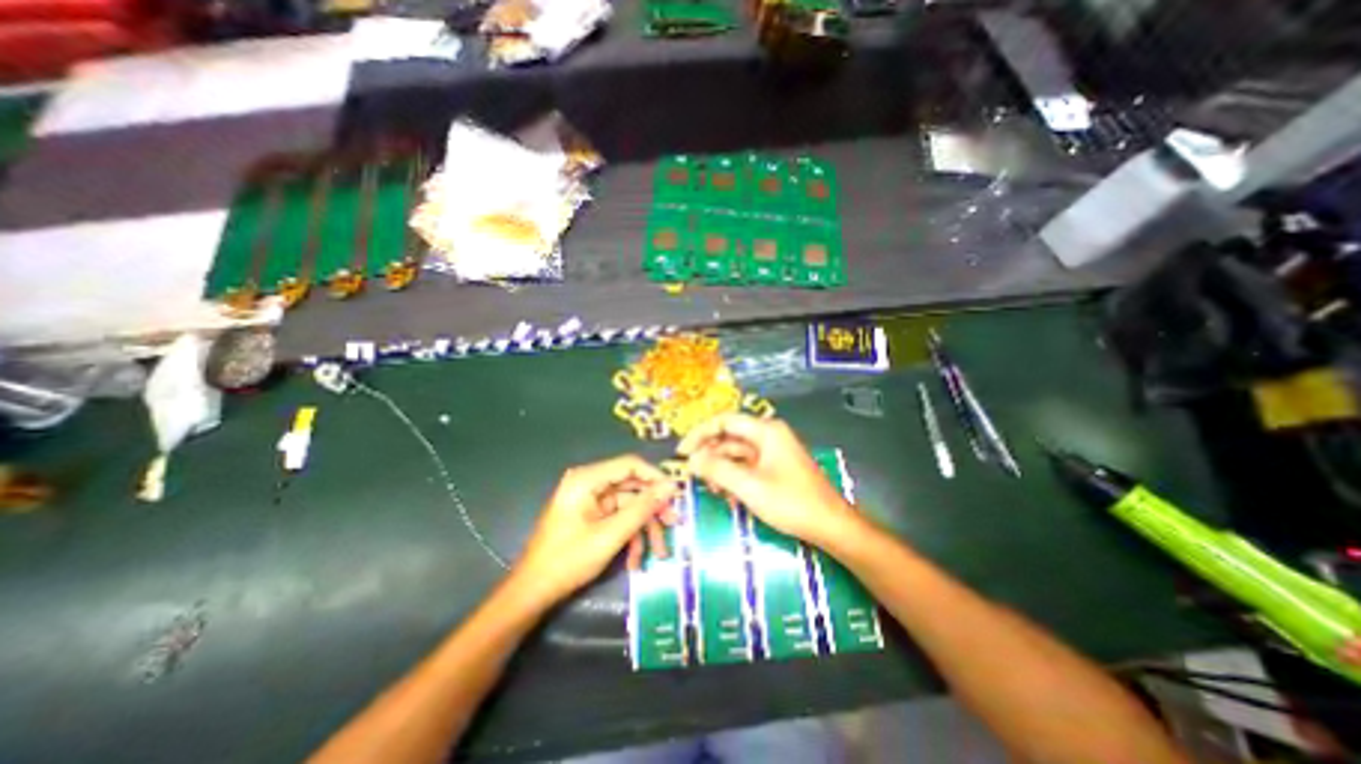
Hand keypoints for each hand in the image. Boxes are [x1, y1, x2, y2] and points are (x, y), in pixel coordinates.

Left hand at [512, 453, 678, 607]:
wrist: (532, 592)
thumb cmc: (568, 560)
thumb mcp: (610, 535)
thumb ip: (642, 508)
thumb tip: (671, 486)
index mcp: (587, 479)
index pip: (630, 465)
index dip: (655, 477)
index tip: (676, 495)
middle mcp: (590, 483)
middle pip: (632, 486)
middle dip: (653, 508)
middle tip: (674, 524)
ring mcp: (591, 500)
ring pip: (629, 505)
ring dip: (644, 528)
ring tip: (660, 552)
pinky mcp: (592, 515)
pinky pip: (619, 518)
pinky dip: (630, 536)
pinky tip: (635, 560)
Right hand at [680, 416, 860, 547]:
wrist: (831, 525)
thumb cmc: (791, 502)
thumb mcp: (749, 486)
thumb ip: (718, 470)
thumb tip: (691, 459)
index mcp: (765, 430)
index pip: (724, 421)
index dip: (699, 433)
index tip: (681, 452)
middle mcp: (768, 435)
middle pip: (729, 436)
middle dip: (709, 453)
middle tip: (691, 472)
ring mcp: (773, 452)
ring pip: (736, 453)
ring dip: (720, 468)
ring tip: (709, 487)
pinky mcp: (775, 467)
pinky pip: (747, 465)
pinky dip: (734, 477)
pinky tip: (728, 494)